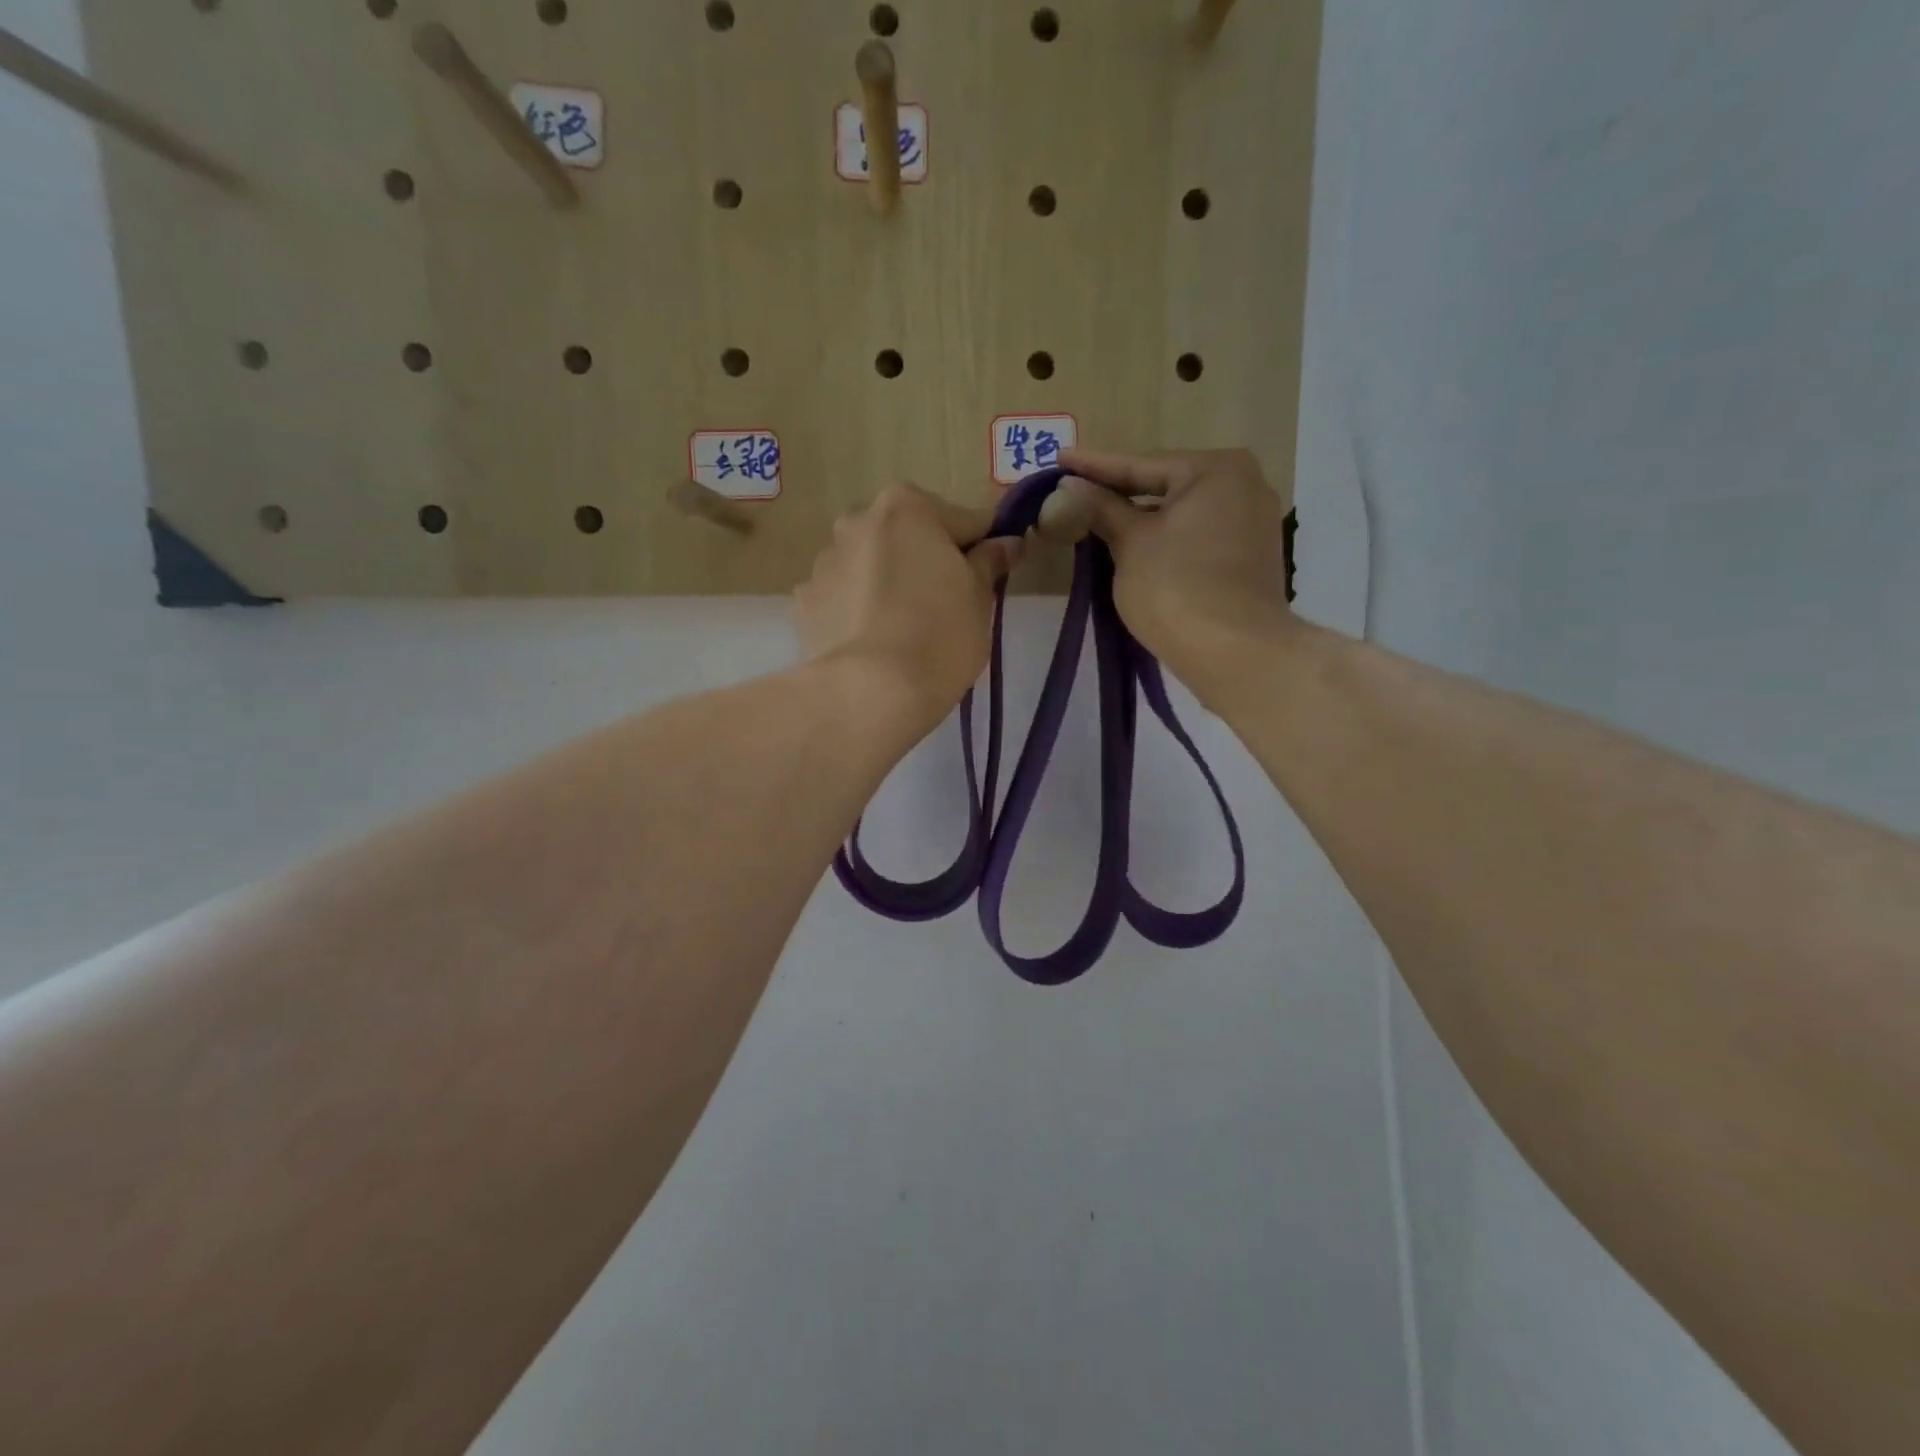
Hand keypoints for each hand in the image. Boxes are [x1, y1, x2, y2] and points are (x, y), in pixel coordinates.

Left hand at [795, 484, 1022, 733]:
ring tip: (902, 629)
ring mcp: (825, 561)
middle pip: (908, 536)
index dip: (983, 547)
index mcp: (907, 507)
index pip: (963, 520)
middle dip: (926, 560)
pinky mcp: (804, 601)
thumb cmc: (939, 636)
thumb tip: (1006, 542)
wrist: (869, 692)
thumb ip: (990, 562)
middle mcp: (858, 520)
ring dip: (888, 581)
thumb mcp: (979, 598)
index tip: (993, 573)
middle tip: (945, 604)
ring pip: (871, 564)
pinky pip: (843, 597)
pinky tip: (871, 642)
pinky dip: (858, 609)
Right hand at [1052, 447, 1293, 697]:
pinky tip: (1133, 547)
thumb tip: (1070, 485)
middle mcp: (1244, 485)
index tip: (1059, 459)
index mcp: (1216, 469)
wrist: (1235, 653)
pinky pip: (1196, 537)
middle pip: (1165, 486)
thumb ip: (1101, 509)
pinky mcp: (1250, 559)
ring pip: (1181, 514)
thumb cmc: (1176, 587)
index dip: (1093, 466)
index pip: (1140, 465)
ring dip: (1140, 519)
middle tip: (1074, 490)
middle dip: (1118, 493)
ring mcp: (1252, 524)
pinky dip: (1164, 540)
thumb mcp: (1130, 544)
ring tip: (1096, 519)